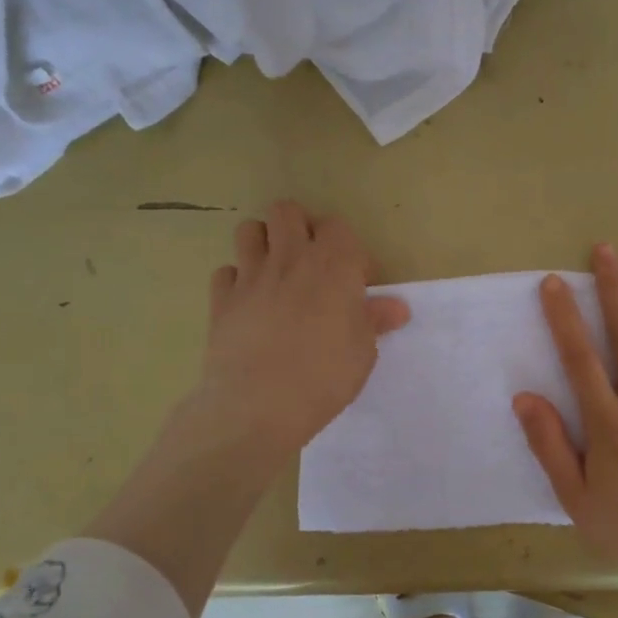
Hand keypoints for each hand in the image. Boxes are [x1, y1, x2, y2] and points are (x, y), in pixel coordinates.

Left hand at [193, 200, 409, 464]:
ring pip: (249, 230)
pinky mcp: (221, 300)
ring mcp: (250, 277)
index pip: (338, 227)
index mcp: (332, 266)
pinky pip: (226, 272)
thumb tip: (396, 307)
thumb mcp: (363, 352)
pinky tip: (249, 304)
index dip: (348, 250)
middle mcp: (289, 259)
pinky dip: (237, 281)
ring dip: (264, 243)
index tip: (355, 281)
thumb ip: (374, 321)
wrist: (258, 405)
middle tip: (312, 263)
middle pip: (287, 211)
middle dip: (300, 228)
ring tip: (277, 274)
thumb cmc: (324, 376)